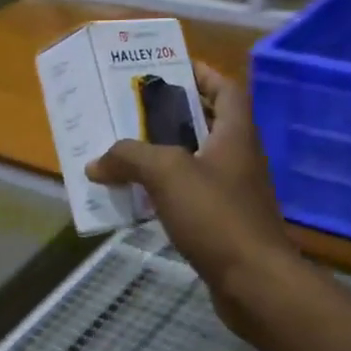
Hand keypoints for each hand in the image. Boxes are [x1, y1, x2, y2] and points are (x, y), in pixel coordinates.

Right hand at [86, 65, 298, 345]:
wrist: (254, 281)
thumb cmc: (217, 216)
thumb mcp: (168, 174)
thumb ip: (130, 157)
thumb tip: (96, 162)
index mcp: (236, 135)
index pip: (227, 88)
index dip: (203, 74)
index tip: (171, 69)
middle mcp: (239, 159)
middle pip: (208, 124)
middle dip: (172, 115)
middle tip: (133, 112)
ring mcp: (234, 194)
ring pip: (196, 163)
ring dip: (165, 156)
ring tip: (127, 153)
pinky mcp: (225, 225)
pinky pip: (191, 197)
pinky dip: (167, 193)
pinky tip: (140, 200)